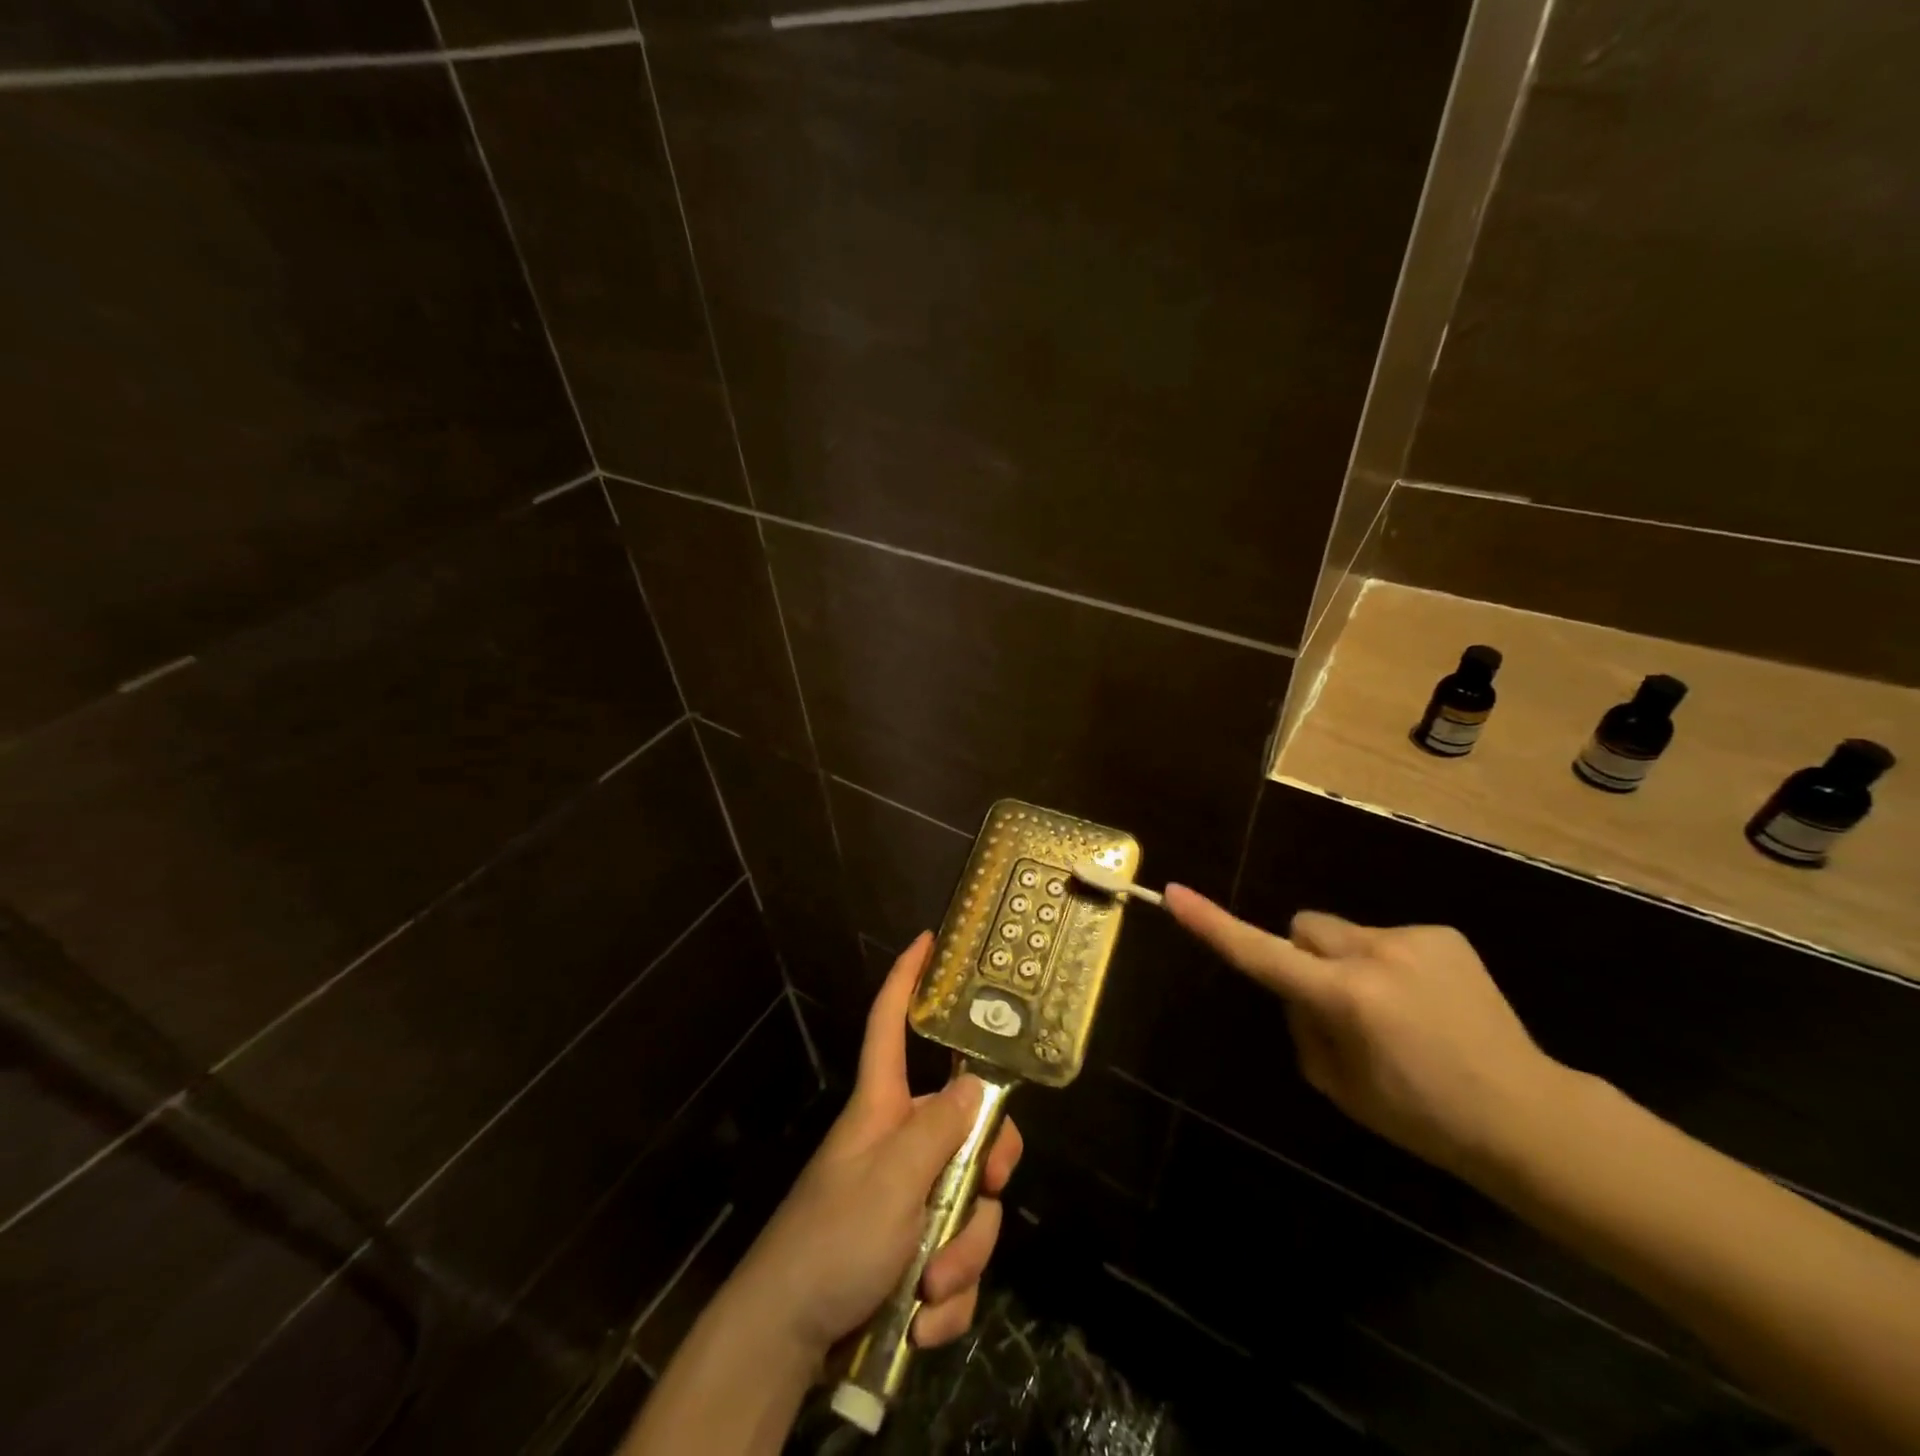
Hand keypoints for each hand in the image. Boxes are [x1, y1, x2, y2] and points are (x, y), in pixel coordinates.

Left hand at [727, 932, 1023, 1366]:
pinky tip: (922, 1322)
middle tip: (987, 1192)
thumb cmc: (831, 1241)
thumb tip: (977, 1083)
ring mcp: (910, 1199)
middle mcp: (902, 1143)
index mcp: (884, 1108)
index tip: (927, 940)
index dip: (907, 979)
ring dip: (962, 1255)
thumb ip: (939, 1130)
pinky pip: (957, 1262)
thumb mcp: (891, 1181)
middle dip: (985, 1174)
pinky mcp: (914, 1253)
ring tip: (929, 1288)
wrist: (787, 1342)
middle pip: (969, 1125)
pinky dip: (948, 1299)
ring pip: (971, 1204)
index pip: (890, 1025)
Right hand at [1165, 885, 1567, 1176]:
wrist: (1528, 1115)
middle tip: (1338, 1007)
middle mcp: (1375, 953)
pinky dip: (1388, 963)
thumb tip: (1297, 988)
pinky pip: (1386, 937)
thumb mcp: (1337, 1085)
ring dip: (1348, 961)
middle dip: (1305, 957)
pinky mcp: (1442, 934)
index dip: (1213, 924)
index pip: (1261, 953)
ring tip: (1394, 1011)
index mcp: (1346, 998)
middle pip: (1303, 928)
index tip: (1175, 893)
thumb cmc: (1421, 1115)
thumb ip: (1302, 1024)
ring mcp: (1413, 938)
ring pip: (1343, 933)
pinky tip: (1425, 1003)